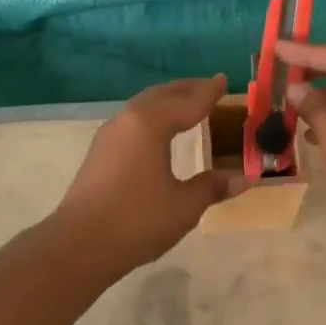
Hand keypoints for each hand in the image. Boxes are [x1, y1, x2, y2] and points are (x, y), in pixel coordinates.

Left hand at [53, 76, 246, 274]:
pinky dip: (152, 119)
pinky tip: (158, 134)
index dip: (208, 92)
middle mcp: (127, 121)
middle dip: (185, 90)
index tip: (224, 79)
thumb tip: (246, 178)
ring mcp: (108, 137)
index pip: (187, 102)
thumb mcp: (184, 205)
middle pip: (160, 96)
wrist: (79, 246)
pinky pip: (132, 124)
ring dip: (166, 103)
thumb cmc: (137, 220)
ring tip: (185, 107)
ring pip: (142, 108)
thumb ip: (213, 187)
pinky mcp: (99, 155)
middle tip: (207, 87)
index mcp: (150, 124)